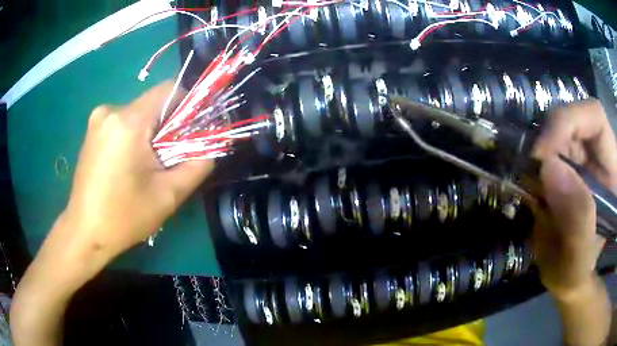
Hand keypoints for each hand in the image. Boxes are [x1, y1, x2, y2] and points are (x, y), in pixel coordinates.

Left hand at [54, 81, 214, 269]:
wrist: (85, 232)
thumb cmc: (124, 217)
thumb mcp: (168, 195)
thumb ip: (198, 165)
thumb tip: (211, 146)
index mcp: (129, 122)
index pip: (170, 90)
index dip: (188, 106)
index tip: (192, 132)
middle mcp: (111, 110)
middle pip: (153, 104)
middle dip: (168, 126)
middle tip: (169, 158)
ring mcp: (98, 119)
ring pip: (139, 114)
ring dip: (150, 133)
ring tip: (146, 166)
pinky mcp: (93, 130)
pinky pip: (123, 122)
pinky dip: (134, 136)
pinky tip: (128, 164)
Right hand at [532, 99, 616, 300]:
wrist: (567, 278)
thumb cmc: (577, 274)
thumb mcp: (578, 261)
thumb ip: (576, 219)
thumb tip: (549, 167)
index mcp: (611, 169)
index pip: (594, 117)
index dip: (569, 122)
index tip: (542, 155)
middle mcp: (598, 155)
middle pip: (572, 119)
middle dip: (548, 139)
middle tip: (530, 171)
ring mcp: (581, 158)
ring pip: (556, 131)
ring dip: (538, 154)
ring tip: (530, 185)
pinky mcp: (565, 166)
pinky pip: (546, 151)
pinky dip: (533, 165)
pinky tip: (530, 188)